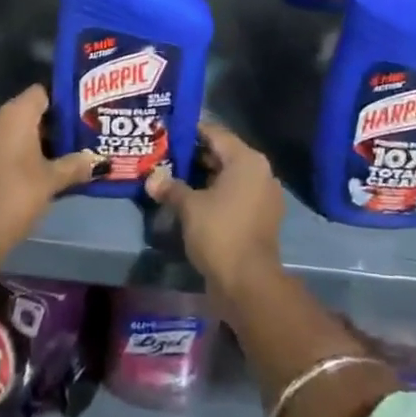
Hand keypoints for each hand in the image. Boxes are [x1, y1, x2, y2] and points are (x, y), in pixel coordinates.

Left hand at [0, 84, 100, 259]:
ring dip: (36, 139)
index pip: (43, 91)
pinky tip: (38, 169)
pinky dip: (19, 151)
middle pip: (30, 110)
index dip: (63, 101)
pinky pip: (2, 143)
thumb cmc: (16, 194)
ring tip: (63, 153)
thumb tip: (98, 160)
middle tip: (78, 136)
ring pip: (15, 128)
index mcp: (16, 112)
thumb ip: (76, 165)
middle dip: (53, 123)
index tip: (82, 115)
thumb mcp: (52, 180)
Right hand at [145, 120, 285, 303]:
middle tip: (166, 158)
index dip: (190, 132)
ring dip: (204, 178)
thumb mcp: (189, 207)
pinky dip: (217, 195)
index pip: (215, 133)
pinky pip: (236, 196)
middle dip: (195, 156)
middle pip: (223, 154)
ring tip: (174, 180)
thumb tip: (151, 178)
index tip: (167, 134)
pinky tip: (193, 202)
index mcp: (246, 159)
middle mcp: (260, 171)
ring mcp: (264, 195)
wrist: (249, 284)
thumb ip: (171, 187)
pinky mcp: (262, 218)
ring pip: (229, 177)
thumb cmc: (220, 233)